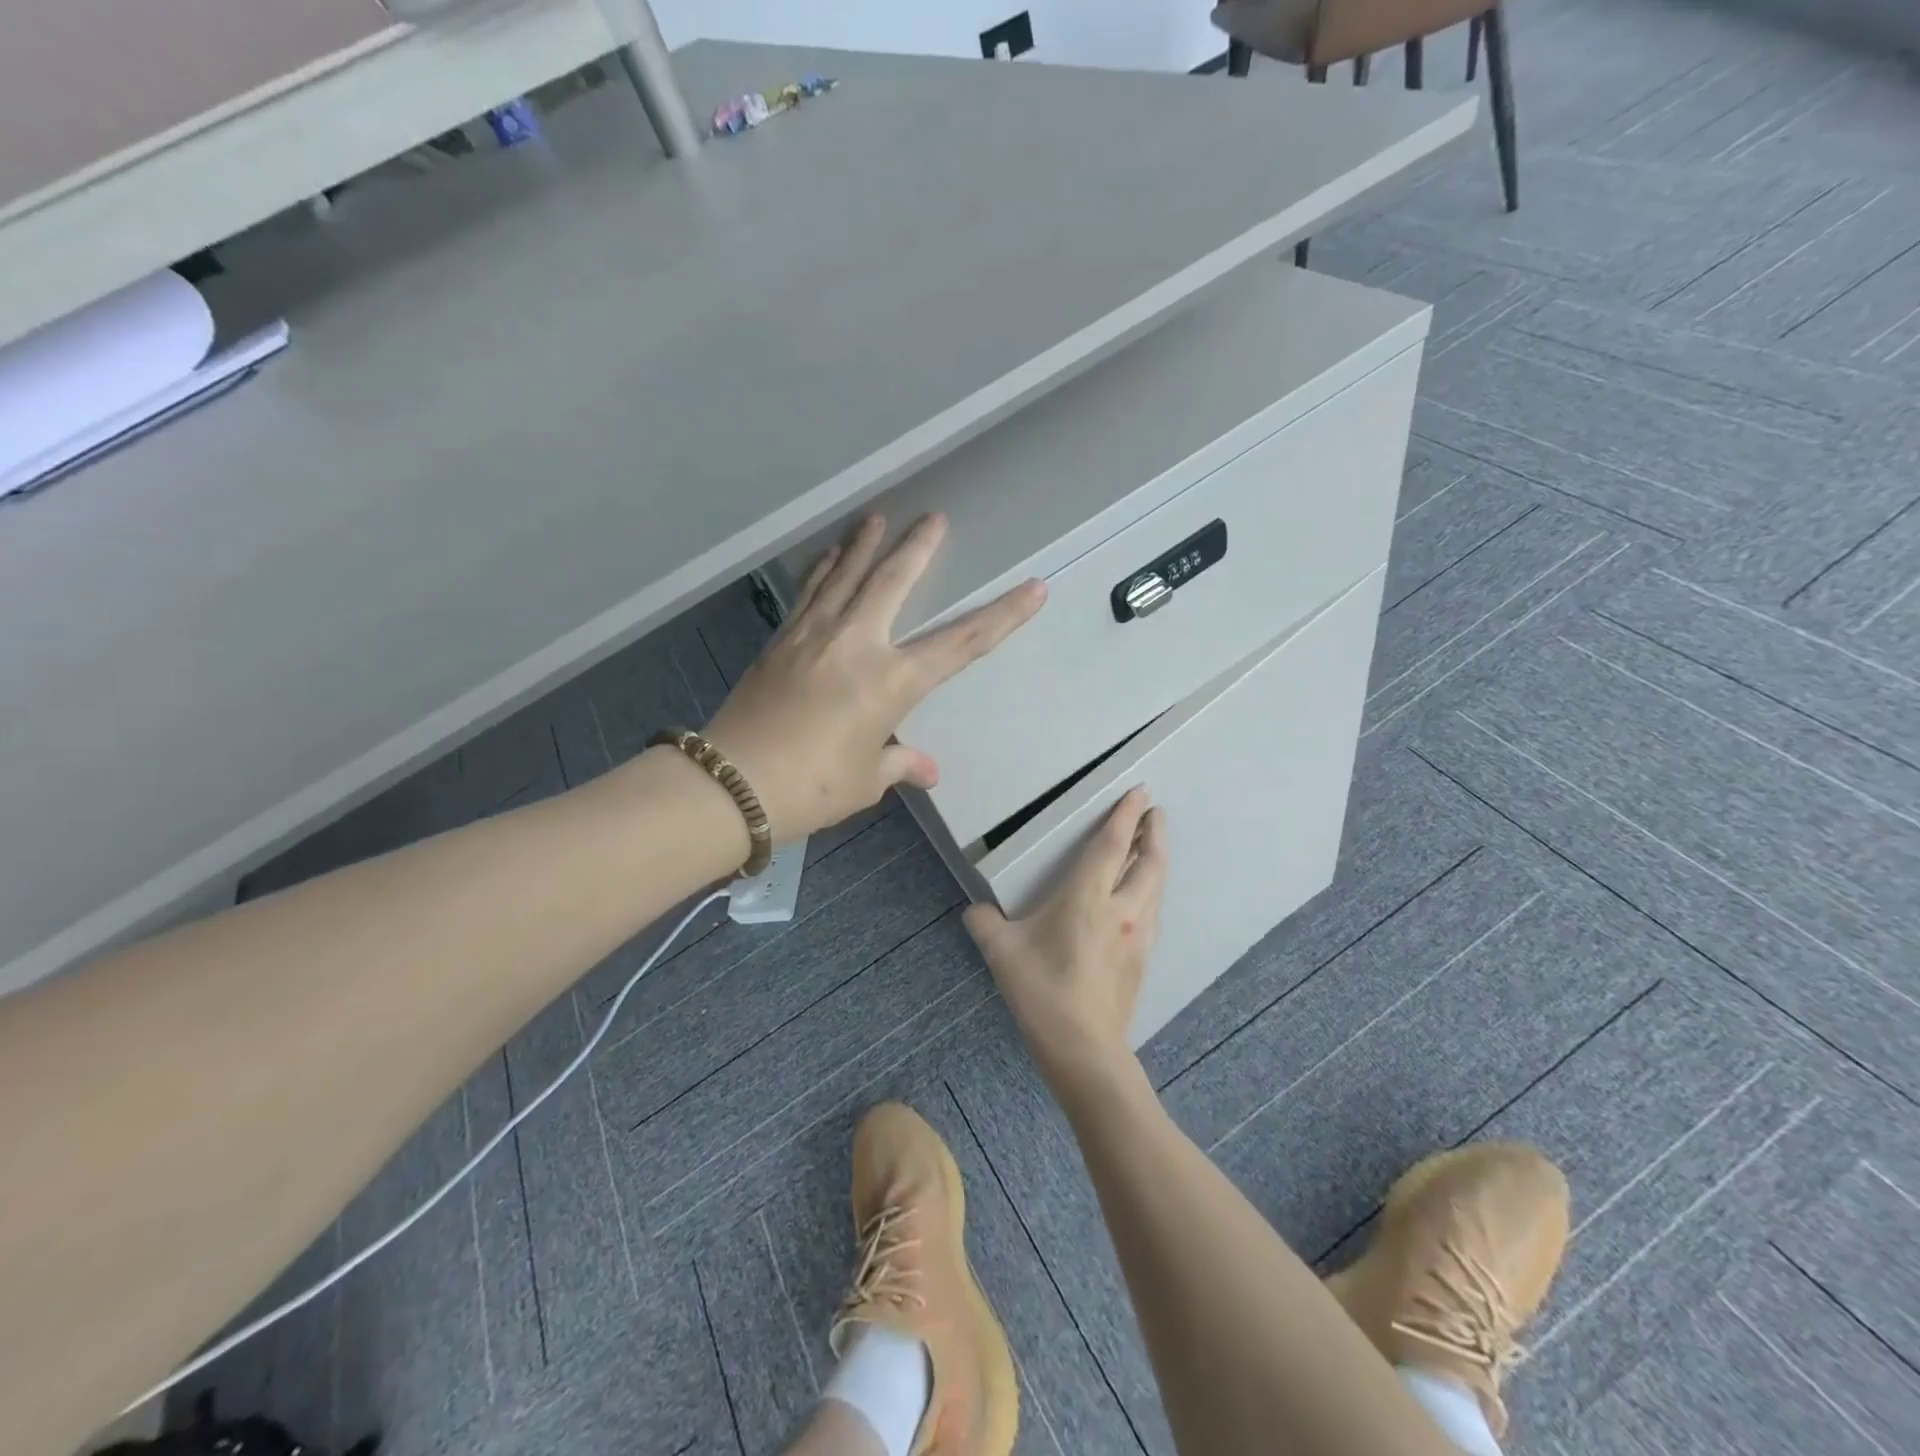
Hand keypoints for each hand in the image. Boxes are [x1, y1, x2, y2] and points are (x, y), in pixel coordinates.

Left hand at [704, 513, 1044, 841]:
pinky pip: (810, 592)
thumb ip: (898, 762)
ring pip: (846, 575)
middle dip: (918, 548)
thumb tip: (925, 769)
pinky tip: (829, 555)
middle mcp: (857, 644)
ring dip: (865, 544)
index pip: (961, 643)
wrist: (733, 783)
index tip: (1032, 588)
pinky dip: (824, 569)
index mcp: (891, 682)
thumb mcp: (866, 779)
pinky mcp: (782, 639)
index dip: (1002, 616)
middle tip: (934, 518)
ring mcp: (814, 635)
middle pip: (894, 581)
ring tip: (876, 517)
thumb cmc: (812, 787)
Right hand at [963, 788, 1167, 1097]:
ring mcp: (1138, 935)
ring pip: (1156, 885)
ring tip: (1153, 845)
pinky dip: (1152, 889)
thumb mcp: (1001, 953)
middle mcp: (1122, 909)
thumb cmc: (1042, 993)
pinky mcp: (1143, 959)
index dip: (1126, 815)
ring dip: (1157, 859)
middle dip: (1155, 831)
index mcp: (1087, 898)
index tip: (1140, 792)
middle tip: (1155, 812)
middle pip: (1149, 860)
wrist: (1084, 1049)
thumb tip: (974, 911)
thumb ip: (984, 923)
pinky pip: (1153, 910)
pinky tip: (1144, 896)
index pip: (1112, 845)